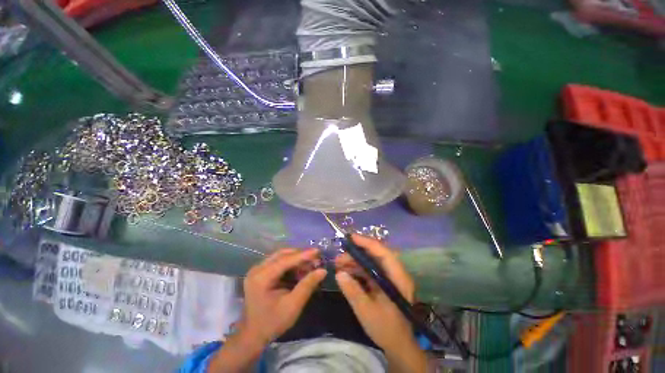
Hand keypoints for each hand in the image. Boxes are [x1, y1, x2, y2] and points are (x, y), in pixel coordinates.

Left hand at [241, 248, 326, 346]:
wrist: (253, 335)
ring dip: (296, 259)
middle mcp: (257, 269)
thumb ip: (307, 285)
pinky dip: (290, 264)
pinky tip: (300, 269)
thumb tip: (323, 270)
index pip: (285, 260)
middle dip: (300, 256)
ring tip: (310, 265)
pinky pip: (278, 262)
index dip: (303, 255)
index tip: (318, 251)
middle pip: (282, 255)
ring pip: (281, 256)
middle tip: (315, 260)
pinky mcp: (260, 272)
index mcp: (262, 278)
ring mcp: (257, 270)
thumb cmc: (272, 322)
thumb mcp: (293, 306)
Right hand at [335, 235, 426, 371]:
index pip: (383, 253)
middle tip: (339, 257)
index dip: (367, 243)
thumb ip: (353, 291)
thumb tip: (339, 274)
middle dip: (356, 253)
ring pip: (371, 262)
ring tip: (338, 264)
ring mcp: (389, 277)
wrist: (398, 346)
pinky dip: (357, 270)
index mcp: (398, 278)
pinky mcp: (383, 282)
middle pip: (376, 255)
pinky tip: (345, 272)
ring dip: (355, 261)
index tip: (351, 238)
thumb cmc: (386, 329)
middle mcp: (395, 273)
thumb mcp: (367, 311)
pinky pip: (369, 271)